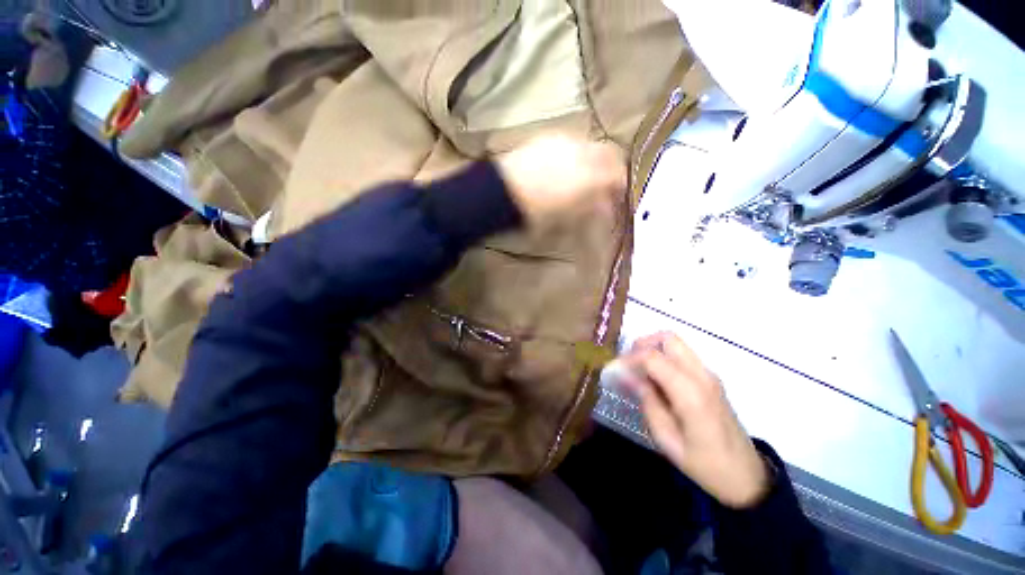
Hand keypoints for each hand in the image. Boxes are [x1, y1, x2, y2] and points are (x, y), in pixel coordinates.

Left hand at [495, 135, 625, 223]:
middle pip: (610, 153)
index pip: (620, 175)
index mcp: (593, 174)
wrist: (503, 191)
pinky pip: (572, 141)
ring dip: (594, 159)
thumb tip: (606, 206)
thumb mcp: (569, 215)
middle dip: (613, 168)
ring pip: (592, 145)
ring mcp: (567, 140)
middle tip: (605, 183)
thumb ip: (593, 207)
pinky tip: (565, 165)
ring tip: (584, 174)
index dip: (622, 186)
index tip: (617, 196)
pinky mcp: (550, 136)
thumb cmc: (538, 210)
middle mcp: (585, 151)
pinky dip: (576, 152)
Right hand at [621, 333, 770, 507]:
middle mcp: (702, 375)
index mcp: (691, 392)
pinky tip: (654, 380)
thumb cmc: (704, 464)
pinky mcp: (710, 379)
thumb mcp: (667, 439)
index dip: (628, 359)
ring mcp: (709, 374)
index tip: (613, 371)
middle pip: (667, 338)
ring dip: (652, 350)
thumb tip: (625, 375)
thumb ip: (647, 401)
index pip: (653, 357)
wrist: (746, 477)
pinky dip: (663, 358)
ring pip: (675, 343)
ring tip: (638, 372)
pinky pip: (681, 356)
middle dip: (642, 344)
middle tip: (627, 364)